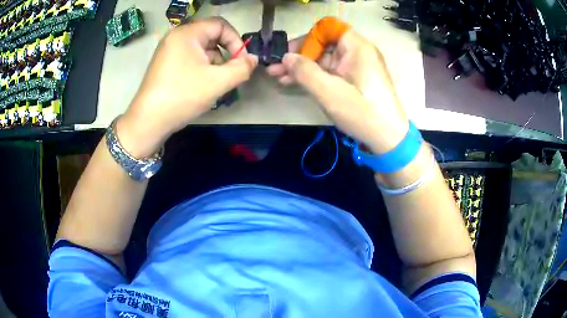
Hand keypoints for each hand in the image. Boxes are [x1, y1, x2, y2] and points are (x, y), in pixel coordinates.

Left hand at [118, 17, 257, 157]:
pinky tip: (200, 87)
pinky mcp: (165, 64)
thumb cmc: (182, 96)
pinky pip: (190, 59)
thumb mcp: (218, 82)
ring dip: (213, 64)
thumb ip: (242, 68)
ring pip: (201, 50)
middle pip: (211, 37)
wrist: (148, 121)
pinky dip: (200, 69)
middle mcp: (176, 37)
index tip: (240, 61)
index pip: (221, 25)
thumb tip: (252, 59)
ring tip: (213, 85)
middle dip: (224, 55)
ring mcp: (168, 51)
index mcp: (188, 33)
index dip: (236, 40)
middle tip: (228, 75)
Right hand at [267, 30, 408, 153]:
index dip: (307, 38)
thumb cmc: (363, 113)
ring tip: (279, 78)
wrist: (390, 139)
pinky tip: (295, 83)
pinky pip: (332, 71)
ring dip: (303, 67)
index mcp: (357, 47)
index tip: (291, 54)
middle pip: (324, 44)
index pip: (327, 28)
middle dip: (299, 55)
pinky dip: (315, 76)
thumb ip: (305, 72)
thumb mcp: (330, 92)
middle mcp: (358, 51)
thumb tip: (286, 57)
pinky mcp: (356, 79)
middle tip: (276, 69)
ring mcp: (357, 66)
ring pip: (325, 59)